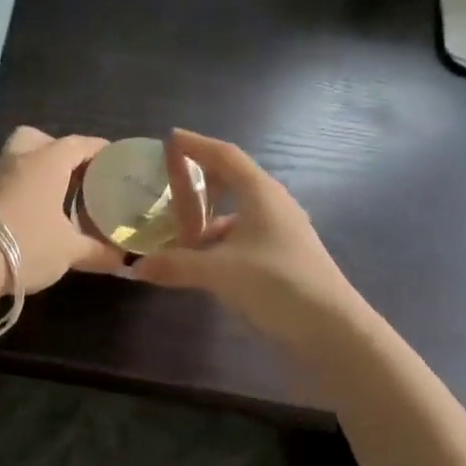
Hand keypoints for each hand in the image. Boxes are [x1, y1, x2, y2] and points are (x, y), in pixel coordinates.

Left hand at [0, 126, 123, 292]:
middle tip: (75, 175)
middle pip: (40, 139)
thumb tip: (124, 259)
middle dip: (58, 150)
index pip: (79, 144)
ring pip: (19, 159)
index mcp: (47, 161)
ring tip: (57, 199)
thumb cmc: (28, 245)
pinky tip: (34, 214)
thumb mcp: (70, 251)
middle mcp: (20, 159)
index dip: (99, 150)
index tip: (114, 161)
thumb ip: (99, 251)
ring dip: (37, 172)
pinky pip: (8, 182)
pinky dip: (22, 190)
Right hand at [134, 128, 360, 342]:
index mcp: (261, 194)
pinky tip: (203, 260)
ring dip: (208, 215)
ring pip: (237, 211)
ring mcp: (281, 230)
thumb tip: (136, 267)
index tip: (170, 139)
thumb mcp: (219, 273)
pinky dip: (219, 240)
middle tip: (167, 186)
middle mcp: (273, 204)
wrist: (329, 326)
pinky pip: (243, 235)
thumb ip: (176, 266)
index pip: (225, 156)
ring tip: (178, 229)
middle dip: (199, 180)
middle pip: (232, 180)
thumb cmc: (276, 284)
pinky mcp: (282, 255)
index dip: (197, 145)